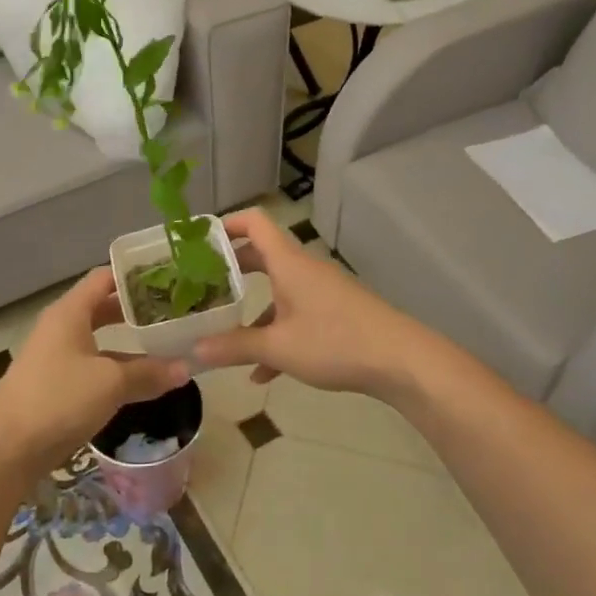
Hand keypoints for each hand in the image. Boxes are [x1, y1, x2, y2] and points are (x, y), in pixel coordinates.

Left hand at [0, 268, 189, 484]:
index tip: (168, 278)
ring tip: (166, 344)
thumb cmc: (58, 399)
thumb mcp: (110, 383)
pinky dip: (116, 367)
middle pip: (102, 307)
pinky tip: (141, 380)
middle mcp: (61, 327)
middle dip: (136, 309)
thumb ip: (148, 373)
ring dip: (129, 342)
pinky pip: (93, 366)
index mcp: (69, 312)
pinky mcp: (55, 384)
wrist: (7, 449)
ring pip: (99, 339)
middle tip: (173, 311)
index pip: (104, 278)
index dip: (135, 275)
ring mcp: (56, 357)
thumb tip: (185, 369)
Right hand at [192, 209, 431, 398]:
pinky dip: (277, 334)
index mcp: (288, 263)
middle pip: (262, 256)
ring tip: (224, 333)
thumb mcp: (278, 348)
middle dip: (230, 270)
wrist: (401, 360)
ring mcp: (322, 291)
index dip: (225, 224)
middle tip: (201, 284)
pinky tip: (263, 373)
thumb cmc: (335, 341)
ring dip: (252, 309)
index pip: (254, 222)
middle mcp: (304, 269)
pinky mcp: (335, 313)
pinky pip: (296, 315)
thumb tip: (193, 351)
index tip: (198, 239)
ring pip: (278, 290)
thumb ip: (234, 347)